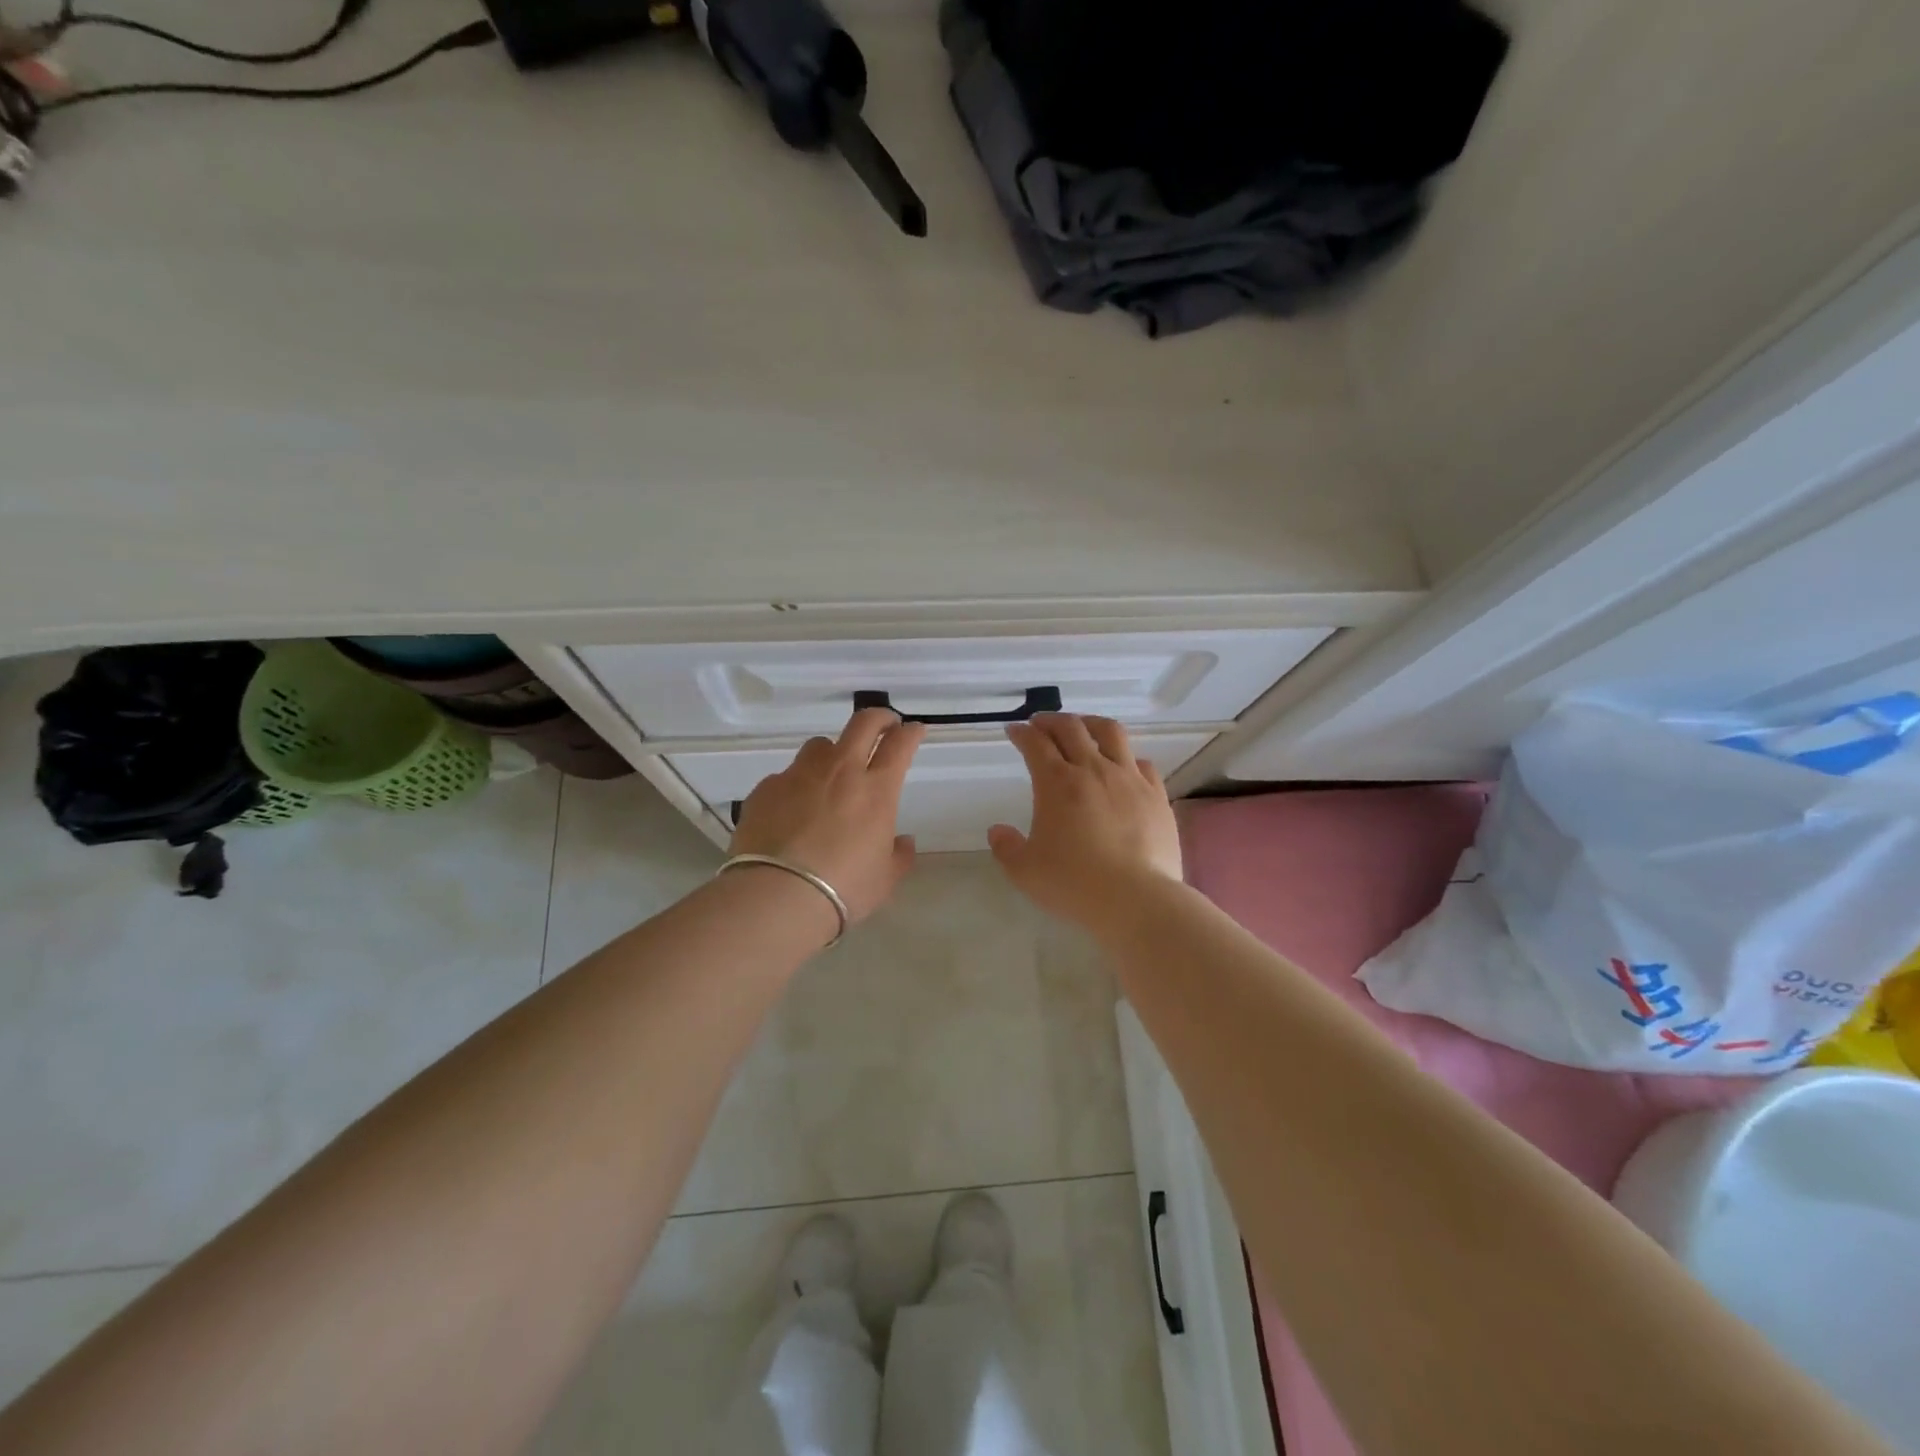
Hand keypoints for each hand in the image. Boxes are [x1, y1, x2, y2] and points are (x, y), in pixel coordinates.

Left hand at [730, 708, 926, 923]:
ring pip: (819, 745)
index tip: (914, 730)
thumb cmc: (844, 888)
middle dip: (879, 718)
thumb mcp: (884, 879)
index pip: (900, 745)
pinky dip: (795, 786)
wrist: (778, 895)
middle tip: (884, 724)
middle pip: (862, 724)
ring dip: (832, 752)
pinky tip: (791, 811)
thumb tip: (903, 841)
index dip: (910, 733)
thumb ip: (899, 855)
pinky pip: (786, 777)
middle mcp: (840, 771)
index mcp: (876, 790)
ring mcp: (799, 776)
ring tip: (831, 774)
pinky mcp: (766, 789)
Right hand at [988, 714, 1183, 927]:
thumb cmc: (1074, 884)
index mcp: (1056, 783)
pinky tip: (1123, 766)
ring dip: (1091, 723)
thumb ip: (1007, 847)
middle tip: (1041, 724)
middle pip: (1071, 728)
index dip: (1022, 733)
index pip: (1035, 744)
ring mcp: (1129, 779)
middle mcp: (1093, 770)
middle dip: (1051, 720)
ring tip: (1083, 727)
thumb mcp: (1025, 871)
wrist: (1136, 899)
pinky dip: (1127, 757)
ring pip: (1110, 733)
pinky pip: (1142, 763)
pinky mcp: (1156, 795)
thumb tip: (998, 831)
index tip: (1014, 731)